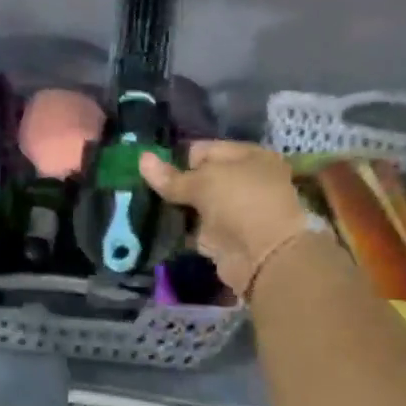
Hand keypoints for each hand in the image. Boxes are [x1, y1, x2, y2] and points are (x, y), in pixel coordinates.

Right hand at [139, 141, 314, 295]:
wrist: (263, 256)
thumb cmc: (239, 204)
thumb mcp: (202, 183)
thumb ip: (170, 176)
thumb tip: (142, 158)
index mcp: (250, 157)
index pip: (205, 149)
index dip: (181, 159)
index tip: (159, 172)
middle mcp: (246, 180)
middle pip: (201, 177)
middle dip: (177, 184)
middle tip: (149, 190)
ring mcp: (236, 210)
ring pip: (197, 203)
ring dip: (177, 207)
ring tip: (148, 207)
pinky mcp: (225, 236)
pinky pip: (196, 227)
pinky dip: (181, 228)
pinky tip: (158, 226)